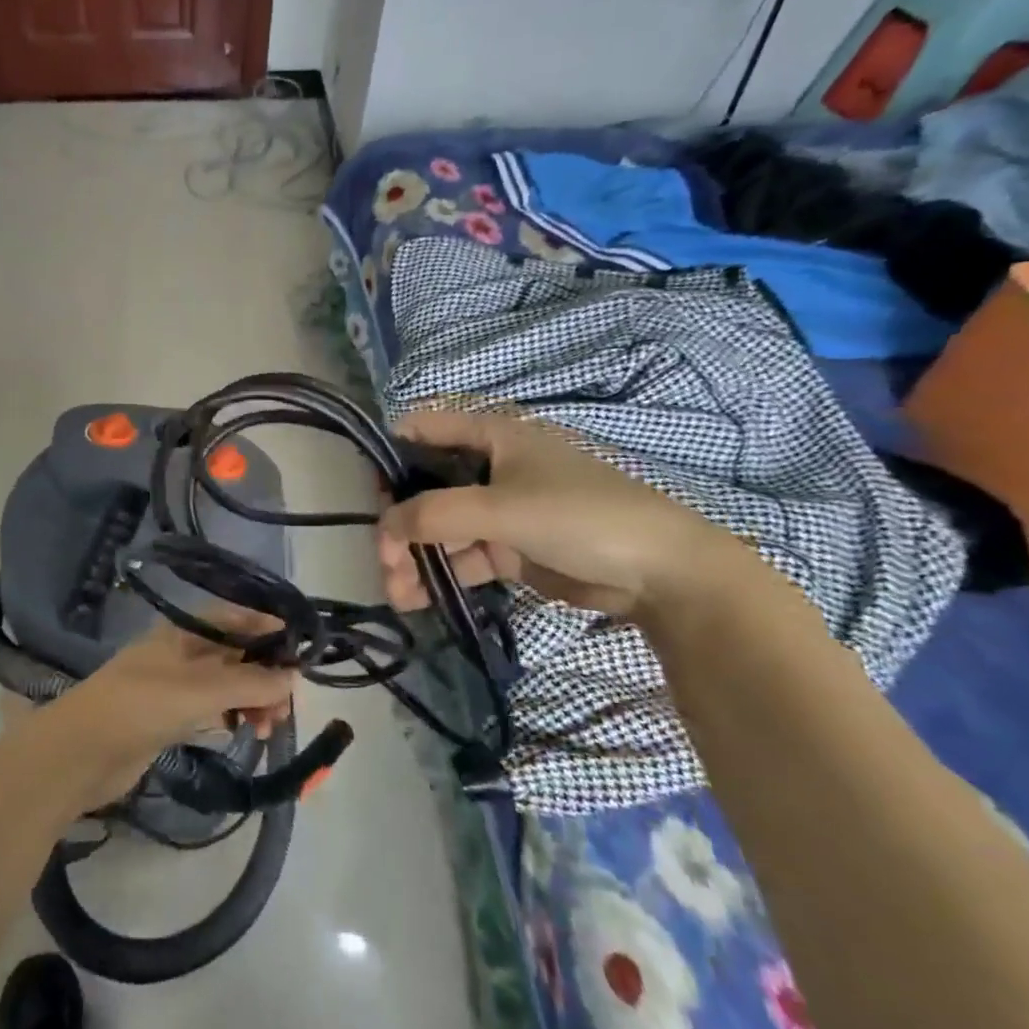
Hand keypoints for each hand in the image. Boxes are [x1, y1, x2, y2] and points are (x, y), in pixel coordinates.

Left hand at [41, 613, 295, 809]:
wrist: (80, 753)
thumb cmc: (140, 706)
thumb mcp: (199, 691)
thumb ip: (249, 683)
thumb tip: (293, 678)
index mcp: (183, 631)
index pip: (235, 618)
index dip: (268, 628)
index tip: (302, 650)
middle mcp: (181, 652)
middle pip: (234, 653)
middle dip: (264, 673)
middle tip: (286, 706)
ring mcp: (174, 685)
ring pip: (226, 684)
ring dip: (252, 699)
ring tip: (267, 727)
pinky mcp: (169, 717)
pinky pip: (212, 709)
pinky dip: (232, 716)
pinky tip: (244, 732)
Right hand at [377, 407, 741, 618]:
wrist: (663, 575)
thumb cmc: (580, 517)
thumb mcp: (501, 509)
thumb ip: (435, 514)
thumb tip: (382, 526)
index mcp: (492, 436)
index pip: (424, 429)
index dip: (390, 453)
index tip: (366, 490)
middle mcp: (491, 467)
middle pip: (427, 487)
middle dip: (400, 522)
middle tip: (383, 559)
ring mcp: (501, 509)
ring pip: (442, 527)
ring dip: (416, 556)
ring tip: (397, 591)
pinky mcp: (512, 548)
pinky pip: (463, 556)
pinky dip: (441, 574)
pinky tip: (418, 599)